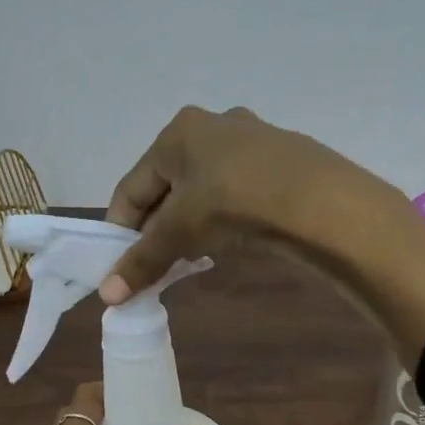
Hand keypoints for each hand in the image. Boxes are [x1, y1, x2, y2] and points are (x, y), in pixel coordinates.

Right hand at [99, 107, 393, 302]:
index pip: (132, 186)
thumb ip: (143, 261)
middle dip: (158, 227)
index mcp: (178, 132)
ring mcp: (252, 141)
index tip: (119, 265)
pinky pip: (236, 192)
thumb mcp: (180, 231)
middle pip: (169, 186)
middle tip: (156, 264)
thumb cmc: (232, 202)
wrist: (318, 200)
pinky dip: (224, 217)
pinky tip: (230, 240)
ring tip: (191, 256)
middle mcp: (213, 126)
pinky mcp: (282, 162)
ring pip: (204, 189)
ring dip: (191, 224)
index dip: (121, 229)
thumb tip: (106, 297)